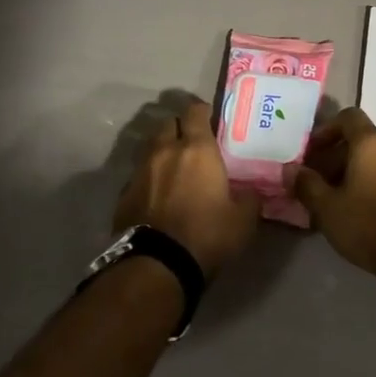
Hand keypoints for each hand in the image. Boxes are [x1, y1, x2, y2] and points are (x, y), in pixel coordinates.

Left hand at [113, 98, 258, 275]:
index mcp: (197, 149)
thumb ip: (250, 199)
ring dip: (162, 151)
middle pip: (168, 123)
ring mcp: (140, 171)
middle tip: (193, 143)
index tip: (211, 119)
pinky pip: (139, 175)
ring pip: (150, 147)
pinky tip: (158, 194)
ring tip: (174, 167)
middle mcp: (165, 151)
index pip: (195, 111)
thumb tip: (252, 192)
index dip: (203, 111)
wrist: (157, 265)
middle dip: (180, 128)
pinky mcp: (123, 194)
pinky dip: (149, 178)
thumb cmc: (206, 235)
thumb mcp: (243, 220)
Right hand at [294, 108, 375, 284]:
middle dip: (336, 156)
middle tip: (318, 183)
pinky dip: (374, 180)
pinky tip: (362, 208)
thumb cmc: (371, 224)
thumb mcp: (329, 208)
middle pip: (361, 139)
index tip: (311, 154)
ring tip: (337, 199)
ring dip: (355, 170)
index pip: (347, 117)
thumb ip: (307, 185)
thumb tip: (291, 170)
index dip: (326, 131)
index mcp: (372, 141)